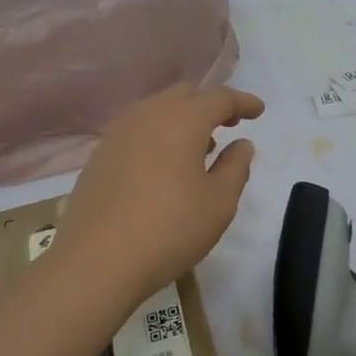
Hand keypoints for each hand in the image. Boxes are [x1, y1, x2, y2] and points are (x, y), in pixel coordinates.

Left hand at [51, 84, 264, 309]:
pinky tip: (163, 165)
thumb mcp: (218, 203)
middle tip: (229, 124)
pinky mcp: (99, 155)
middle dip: (210, 105)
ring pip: (157, 110)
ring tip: (198, 148)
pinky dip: (157, 135)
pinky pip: (136, 130)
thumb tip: (242, 144)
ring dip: (182, 119)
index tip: (258, 111)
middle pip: (184, 95)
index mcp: (182, 120)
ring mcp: (117, 133)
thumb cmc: (169, 229)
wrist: (96, 260)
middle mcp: (147, 114)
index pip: (219, 98)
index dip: (242, 102)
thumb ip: (235, 167)